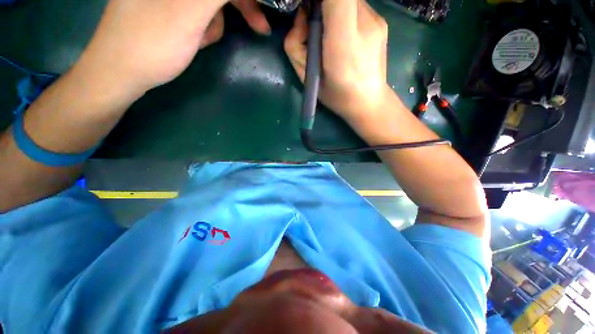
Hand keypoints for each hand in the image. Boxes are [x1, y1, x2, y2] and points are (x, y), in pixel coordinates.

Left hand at [76, 0, 269, 100]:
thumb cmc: (153, 43)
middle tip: (260, 27)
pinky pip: (198, 12)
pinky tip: (196, 39)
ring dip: (215, 22)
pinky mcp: (167, 7)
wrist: (121, 72)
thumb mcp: (189, 12)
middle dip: (237, 6)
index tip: (263, 12)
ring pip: (209, 3)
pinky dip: (204, 26)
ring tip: (202, 39)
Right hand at [284, 0, 390, 125]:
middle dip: (322, 4)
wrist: (368, 101)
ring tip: (333, 35)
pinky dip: (346, 14)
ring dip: (334, 9)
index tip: (308, 9)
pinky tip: (346, 37)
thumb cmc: (334, 94)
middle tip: (317, 25)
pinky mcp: (382, 21)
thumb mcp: (305, 76)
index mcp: (341, 43)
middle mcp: (364, 24)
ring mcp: (376, 19)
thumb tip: (302, 15)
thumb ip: (295, 43)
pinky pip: (357, 6)